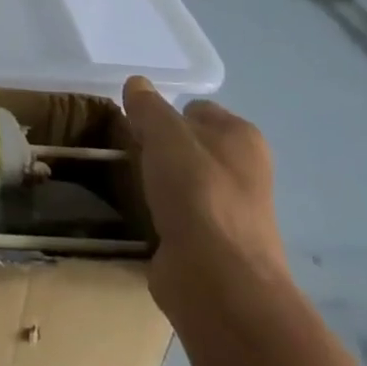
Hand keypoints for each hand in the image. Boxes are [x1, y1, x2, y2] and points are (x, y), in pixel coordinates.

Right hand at [123, 78, 290, 320]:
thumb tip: (137, 83)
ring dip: (154, 183)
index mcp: (242, 138)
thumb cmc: (197, 193)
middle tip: (125, 152)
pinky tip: (134, 214)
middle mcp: (243, 172)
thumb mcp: (164, 133)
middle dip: (157, 148)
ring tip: (123, 181)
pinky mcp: (210, 247)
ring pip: (180, 182)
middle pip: (188, 146)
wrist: (217, 282)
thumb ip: (148, 106)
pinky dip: (156, 215)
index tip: (134, 125)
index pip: (195, 109)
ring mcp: (229, 212)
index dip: (163, 113)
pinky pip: (175, 216)